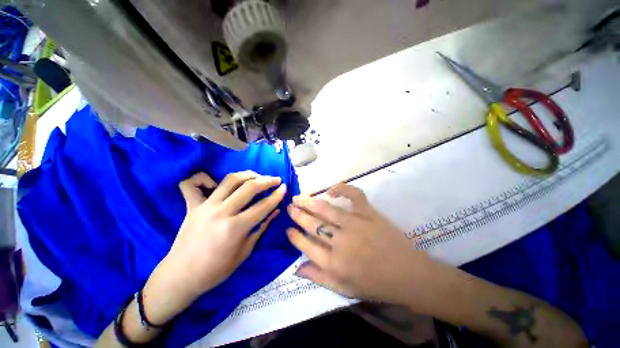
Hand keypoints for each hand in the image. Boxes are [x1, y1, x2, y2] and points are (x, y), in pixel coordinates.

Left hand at [144, 171, 285, 322]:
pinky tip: (214, 181)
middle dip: (267, 180)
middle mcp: (222, 212)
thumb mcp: (245, 251)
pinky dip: (203, 178)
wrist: (182, 276)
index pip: (263, 205)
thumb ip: (262, 227)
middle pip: (249, 187)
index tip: (285, 188)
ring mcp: (205, 206)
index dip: (277, 195)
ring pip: (230, 180)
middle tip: (276, 179)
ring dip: (247, 174)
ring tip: (257, 176)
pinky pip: (192, 184)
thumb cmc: (217, 269)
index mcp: (236, 227)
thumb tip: (276, 211)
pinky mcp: (192, 206)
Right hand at [286, 184, 432, 303]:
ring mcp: (355, 224)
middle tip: (289, 207)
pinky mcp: (368, 212)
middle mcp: (341, 242)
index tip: (288, 229)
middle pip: (312, 224)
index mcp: (334, 264)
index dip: (294, 236)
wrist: (408, 274)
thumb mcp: (344, 290)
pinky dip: (341, 188)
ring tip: (298, 197)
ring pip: (325, 209)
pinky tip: (330, 190)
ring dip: (309, 202)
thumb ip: (319, 277)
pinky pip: (353, 195)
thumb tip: (296, 269)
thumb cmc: (375, 284)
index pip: (306, 246)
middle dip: (297, 214)